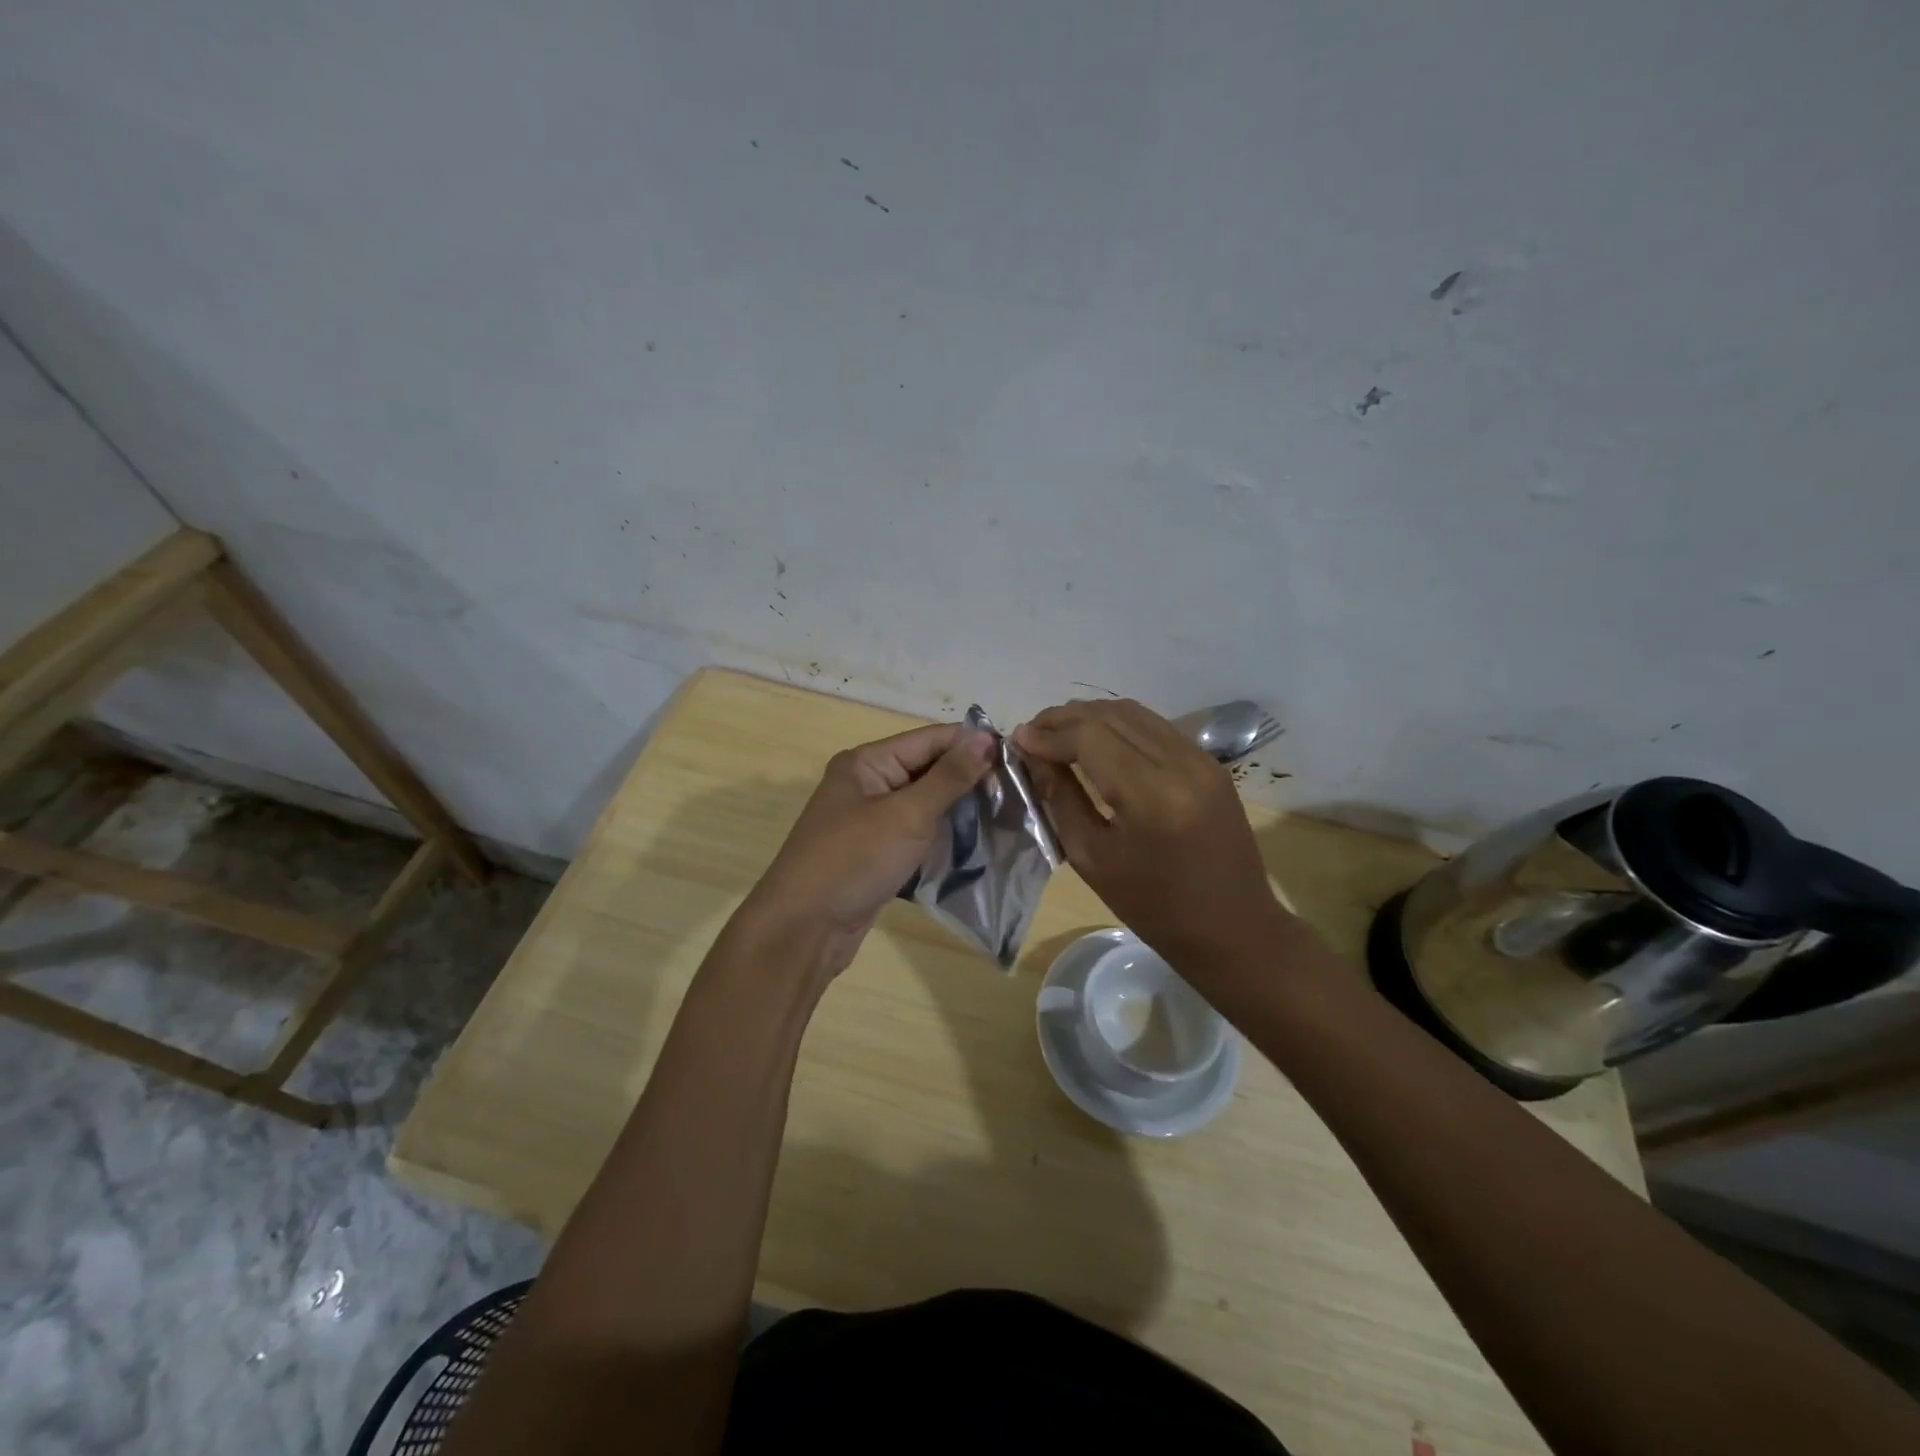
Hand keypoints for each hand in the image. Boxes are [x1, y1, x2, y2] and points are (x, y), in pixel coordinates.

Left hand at [741, 722, 995, 976]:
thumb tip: (987, 737)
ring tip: (1006, 814)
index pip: (930, 739)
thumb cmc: (854, 861)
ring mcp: (868, 819)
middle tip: (1017, 791)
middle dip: (969, 777)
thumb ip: (949, 776)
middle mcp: (866, 783)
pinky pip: (915, 831)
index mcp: (867, 762)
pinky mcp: (874, 850)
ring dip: (959, 807)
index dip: (972, 745)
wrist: (803, 929)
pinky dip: (942, 833)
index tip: (1019, 757)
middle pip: (927, 768)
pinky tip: (975, 841)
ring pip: (923, 802)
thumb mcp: (907, 815)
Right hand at [1014, 699, 1284, 969]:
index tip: (1017, 739)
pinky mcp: (1209, 763)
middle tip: (1031, 732)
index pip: (1090, 737)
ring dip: (1090, 716)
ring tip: (1056, 732)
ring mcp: (1201, 759)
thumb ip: (1060, 798)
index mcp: (1152, 796)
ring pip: (1134, 713)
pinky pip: (1155, 727)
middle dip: (1065, 718)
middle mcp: (1181, 764)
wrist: (1233, 928)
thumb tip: (1032, 754)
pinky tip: (1095, 740)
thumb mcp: (1092, 858)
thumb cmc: (1153, 907)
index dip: (1049, 734)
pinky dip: (1118, 725)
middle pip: (1111, 716)